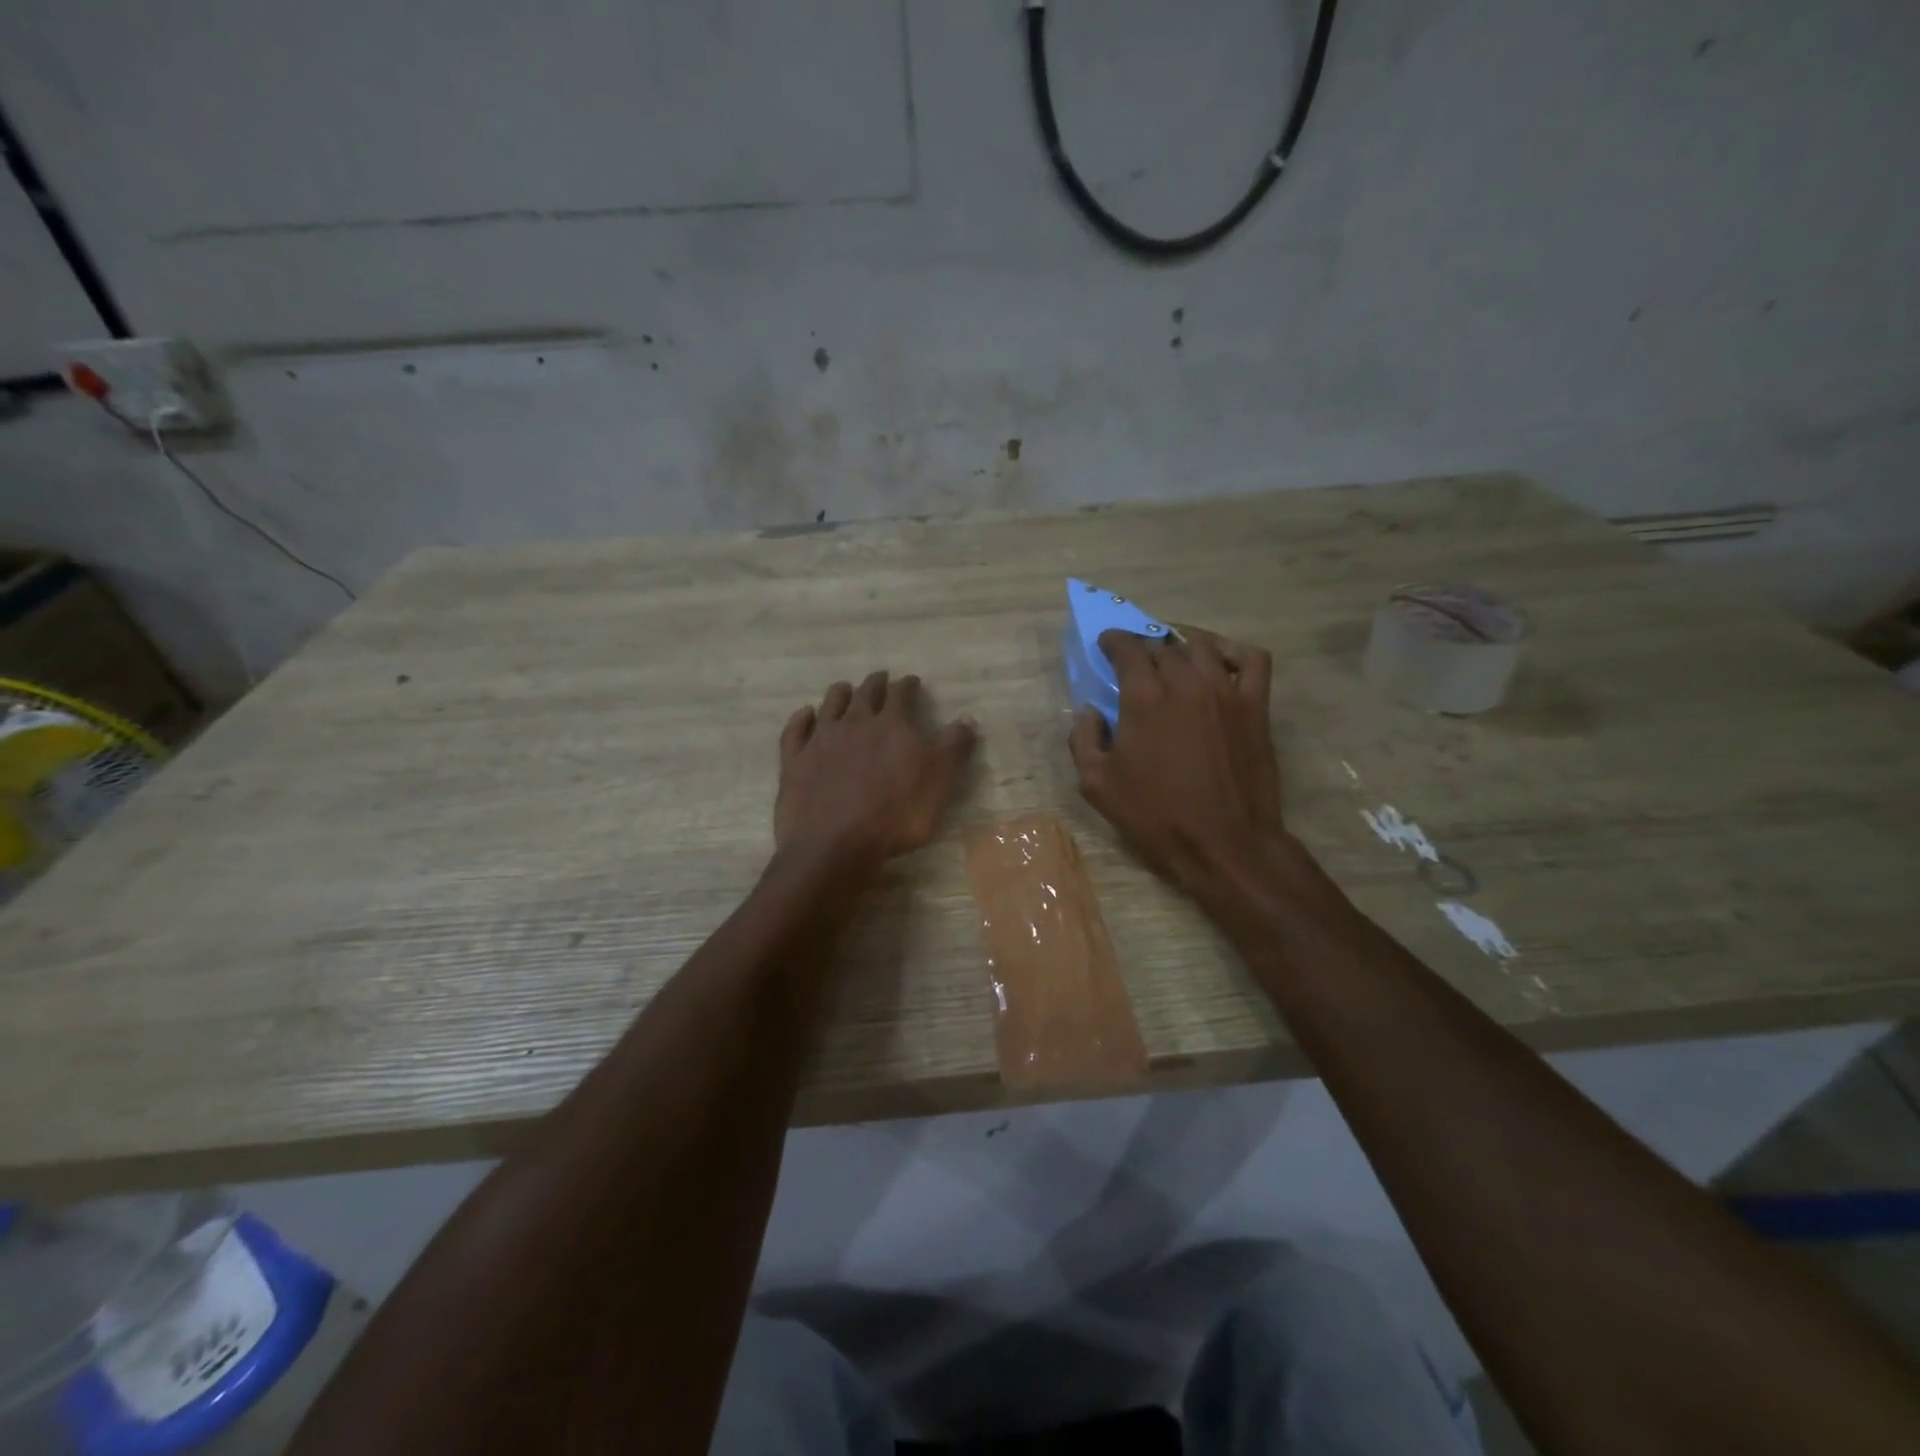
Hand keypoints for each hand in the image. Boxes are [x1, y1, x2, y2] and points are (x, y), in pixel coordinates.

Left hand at [775, 670, 976, 875]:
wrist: (834, 844)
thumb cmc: (896, 815)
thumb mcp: (940, 782)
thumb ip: (953, 747)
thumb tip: (967, 718)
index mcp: (892, 725)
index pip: (902, 695)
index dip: (908, 686)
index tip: (912, 681)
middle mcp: (855, 723)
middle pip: (865, 694)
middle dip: (875, 684)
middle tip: (880, 678)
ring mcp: (821, 740)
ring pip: (830, 705)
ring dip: (839, 694)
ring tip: (844, 688)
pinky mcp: (794, 761)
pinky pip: (796, 731)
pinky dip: (801, 719)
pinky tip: (805, 715)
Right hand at [1069, 627, 1288, 902]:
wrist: (1224, 844)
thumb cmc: (1156, 816)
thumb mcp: (1097, 785)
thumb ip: (1083, 740)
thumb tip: (1090, 712)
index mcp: (1144, 698)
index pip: (1128, 648)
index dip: (1114, 641)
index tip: (1106, 644)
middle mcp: (1186, 683)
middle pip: (1162, 646)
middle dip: (1144, 647)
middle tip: (1135, 662)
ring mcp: (1226, 691)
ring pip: (1202, 646)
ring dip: (1181, 645)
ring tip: (1172, 656)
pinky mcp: (1255, 706)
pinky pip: (1251, 659)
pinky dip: (1232, 651)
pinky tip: (1219, 663)